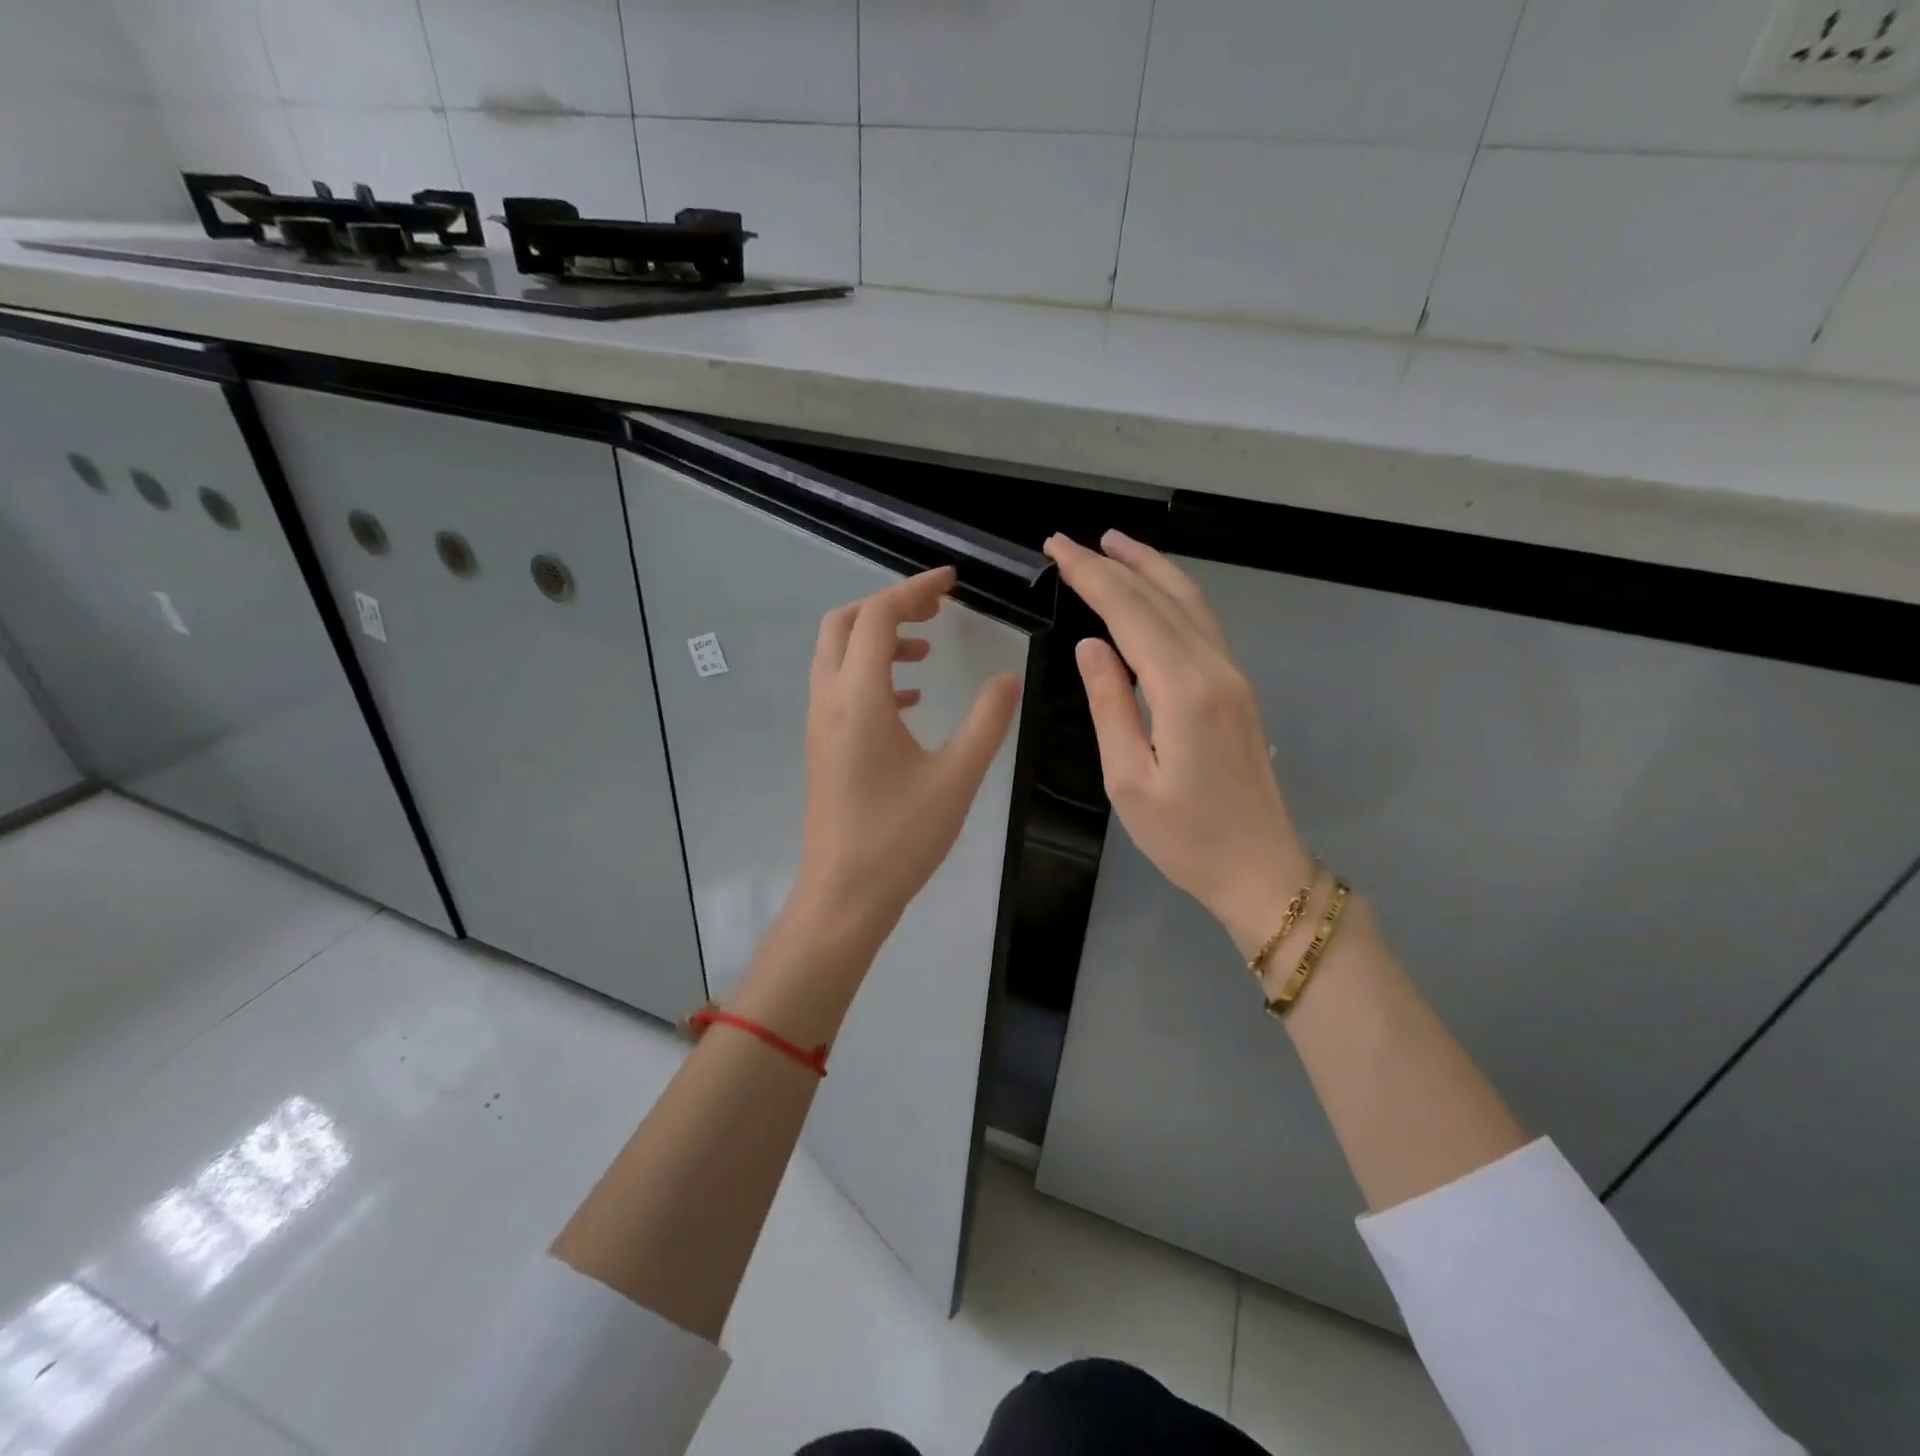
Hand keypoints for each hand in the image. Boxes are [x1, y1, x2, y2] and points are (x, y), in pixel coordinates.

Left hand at [789, 565, 1022, 952]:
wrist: (844, 894)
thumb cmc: (901, 837)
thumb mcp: (957, 777)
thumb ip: (987, 721)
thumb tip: (1009, 678)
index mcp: (859, 698)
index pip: (878, 616)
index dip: (914, 589)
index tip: (951, 583)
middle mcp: (829, 700)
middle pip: (844, 623)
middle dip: (888, 605)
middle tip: (935, 610)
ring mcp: (819, 724)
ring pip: (837, 655)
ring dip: (878, 640)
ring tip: (926, 655)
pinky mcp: (821, 746)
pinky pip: (839, 687)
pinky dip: (871, 675)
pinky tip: (910, 702)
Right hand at [1044, 531, 1311, 954]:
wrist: (1260, 870)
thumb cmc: (1185, 837)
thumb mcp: (1127, 779)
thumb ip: (1108, 704)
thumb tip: (1091, 645)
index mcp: (1184, 691)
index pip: (1130, 613)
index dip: (1092, 576)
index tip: (1058, 548)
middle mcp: (1215, 669)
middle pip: (1162, 597)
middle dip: (1114, 563)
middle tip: (1070, 540)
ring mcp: (1233, 676)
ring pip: (1190, 603)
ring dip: (1151, 568)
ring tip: (1114, 544)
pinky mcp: (1237, 689)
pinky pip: (1202, 625)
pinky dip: (1172, 595)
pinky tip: (1153, 592)